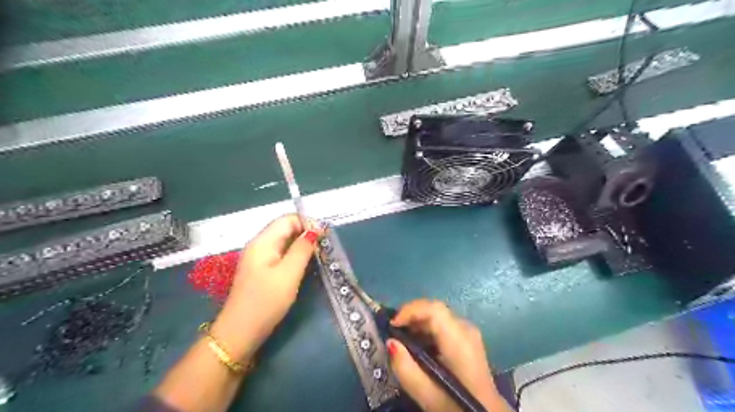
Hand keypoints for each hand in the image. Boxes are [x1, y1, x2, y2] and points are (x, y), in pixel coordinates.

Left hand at [208, 216, 319, 363]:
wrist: (240, 332)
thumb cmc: (266, 301)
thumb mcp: (289, 274)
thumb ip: (302, 249)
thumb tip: (315, 230)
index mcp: (263, 242)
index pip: (287, 219)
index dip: (307, 223)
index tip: (324, 237)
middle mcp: (259, 245)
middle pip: (285, 228)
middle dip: (306, 233)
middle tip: (323, 247)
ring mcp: (258, 258)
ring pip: (284, 241)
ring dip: (301, 244)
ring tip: (317, 255)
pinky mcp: (261, 270)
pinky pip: (280, 253)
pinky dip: (294, 254)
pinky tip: (303, 265)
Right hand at [384, 299, 511, 411]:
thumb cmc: (457, 406)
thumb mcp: (427, 395)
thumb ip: (406, 368)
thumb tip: (390, 342)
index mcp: (459, 339)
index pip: (434, 309)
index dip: (410, 310)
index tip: (392, 325)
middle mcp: (466, 328)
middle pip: (434, 309)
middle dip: (411, 316)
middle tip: (393, 332)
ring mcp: (468, 332)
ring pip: (438, 315)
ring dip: (417, 323)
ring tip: (402, 340)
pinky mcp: (467, 338)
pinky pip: (443, 324)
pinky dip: (427, 329)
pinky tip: (418, 346)